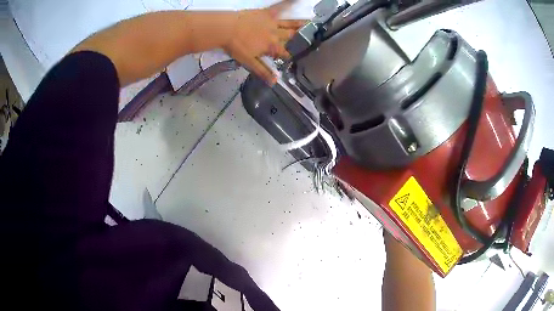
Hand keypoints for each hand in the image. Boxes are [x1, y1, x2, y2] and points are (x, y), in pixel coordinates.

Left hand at [223, 0, 305, 84]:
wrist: (227, 29)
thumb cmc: (236, 46)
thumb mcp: (249, 62)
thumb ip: (262, 71)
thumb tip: (274, 82)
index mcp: (271, 47)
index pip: (284, 53)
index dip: (288, 56)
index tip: (292, 57)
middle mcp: (276, 34)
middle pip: (291, 37)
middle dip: (301, 38)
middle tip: (312, 38)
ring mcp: (273, 22)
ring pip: (290, 24)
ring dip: (301, 24)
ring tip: (312, 23)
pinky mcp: (267, 12)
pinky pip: (280, 7)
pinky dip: (289, 3)